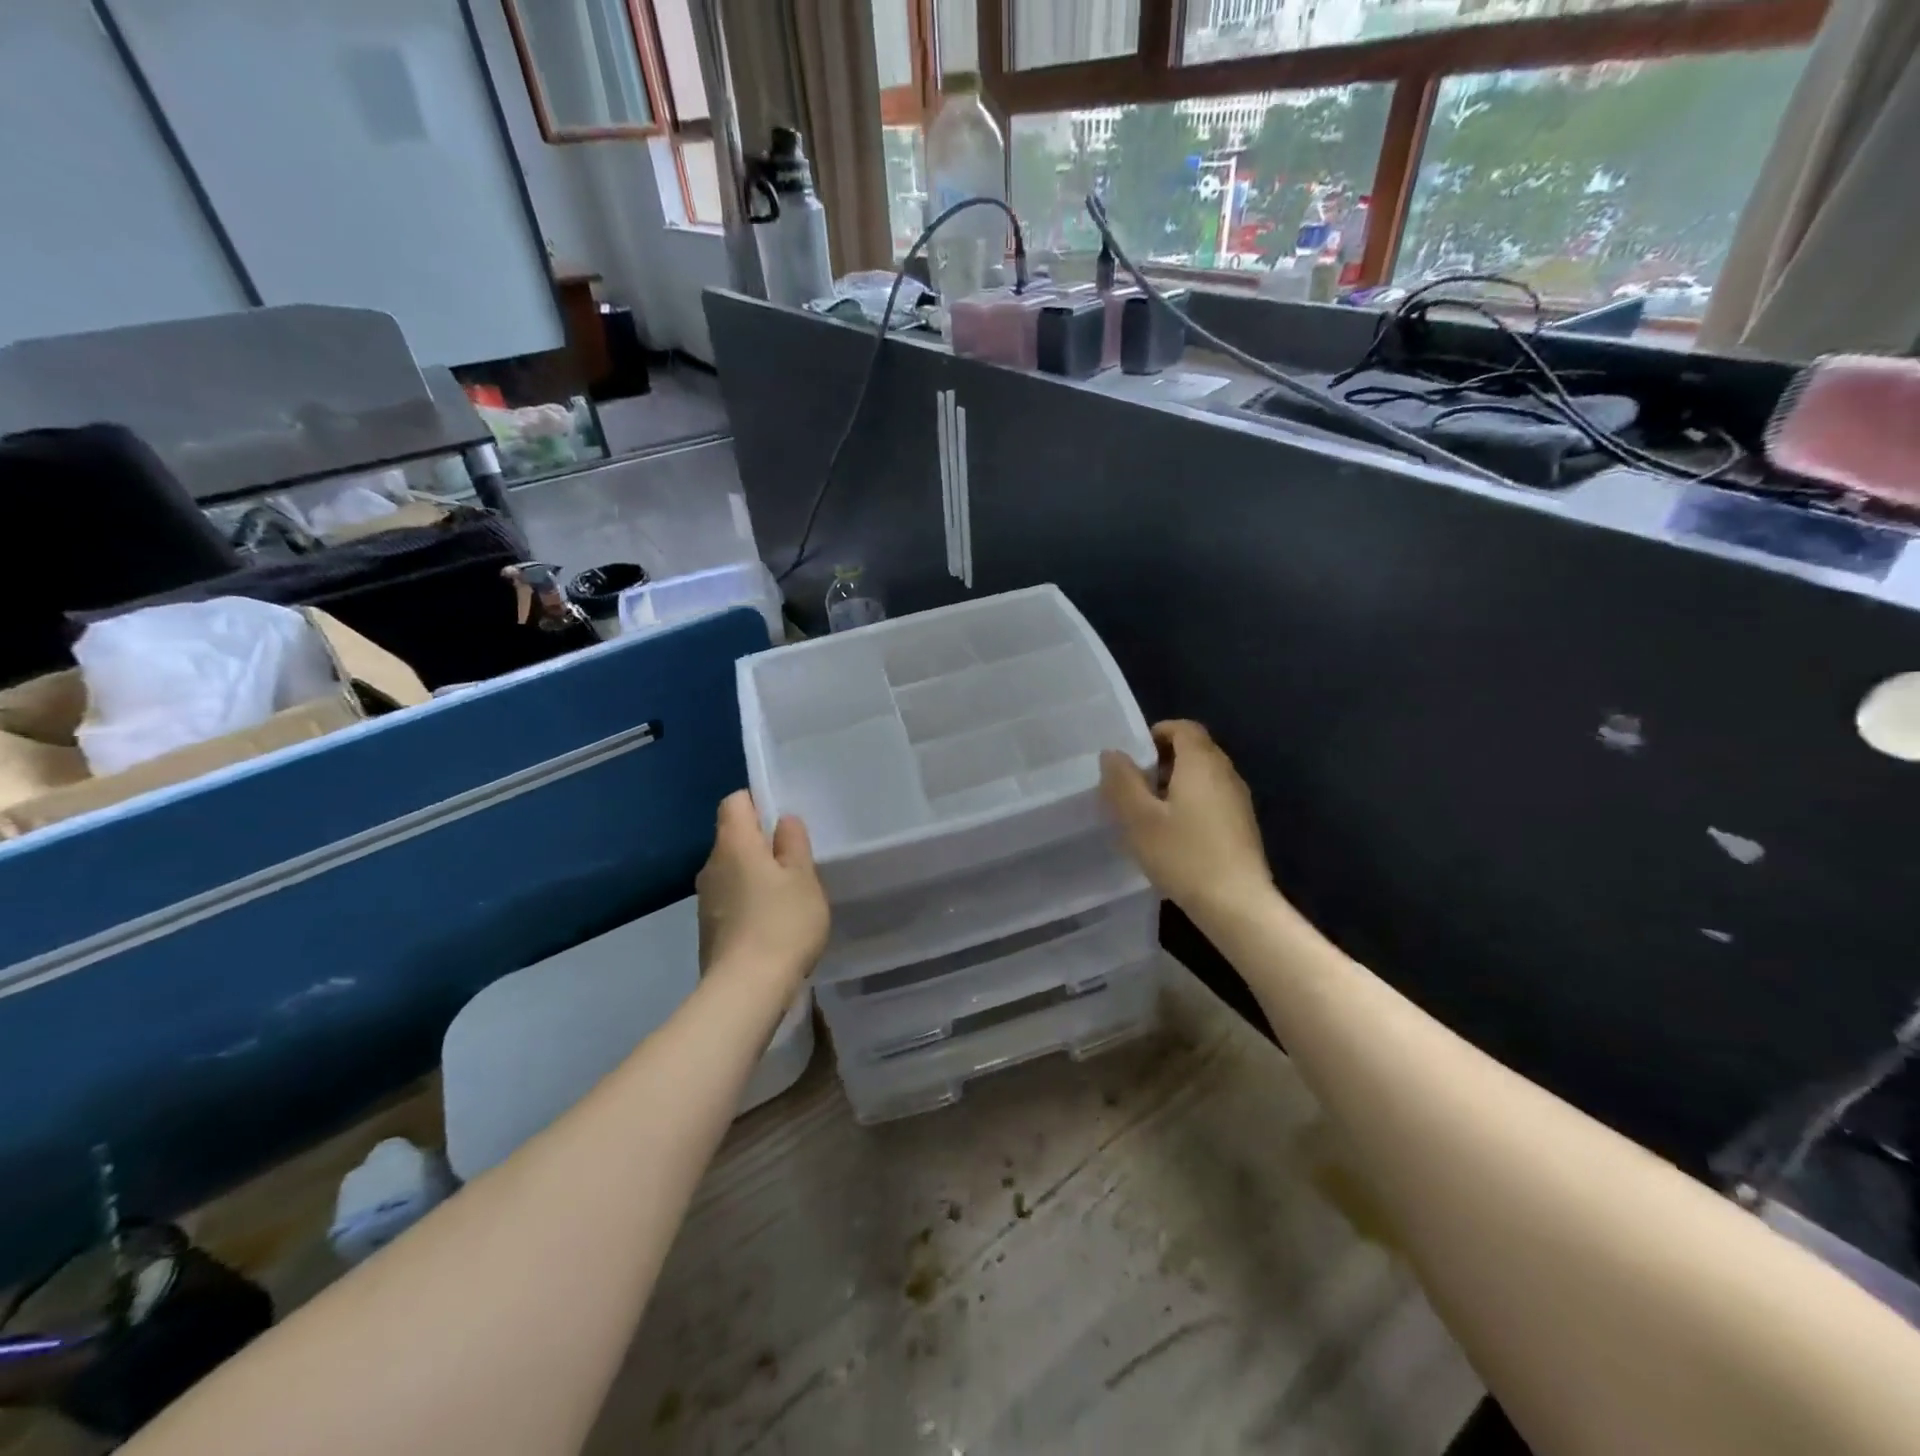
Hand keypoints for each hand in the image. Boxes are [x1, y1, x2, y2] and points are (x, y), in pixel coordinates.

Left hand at [695, 791, 829, 991]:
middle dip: (762, 842)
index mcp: (733, 843)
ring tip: (789, 894)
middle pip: (734, 837)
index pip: (735, 802)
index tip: (785, 822)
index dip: (758, 802)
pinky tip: (773, 922)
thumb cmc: (782, 923)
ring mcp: (705, 899)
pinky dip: (749, 902)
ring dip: (757, 875)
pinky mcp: (709, 928)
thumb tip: (783, 822)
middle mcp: (711, 865)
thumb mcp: (803, 877)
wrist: (746, 990)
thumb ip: (794, 843)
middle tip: (797, 860)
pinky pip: (731, 899)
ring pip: (733, 870)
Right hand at [1100, 721, 1272, 919]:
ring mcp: (1238, 800)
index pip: (1183, 728)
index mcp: (1201, 762)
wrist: (1238, 904)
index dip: (1156, 734)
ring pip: (1203, 776)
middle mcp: (1225, 773)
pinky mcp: (1242, 825)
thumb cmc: (1184, 855)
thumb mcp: (1139, 818)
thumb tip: (1113, 753)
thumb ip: (1122, 781)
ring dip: (1175, 784)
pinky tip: (1173, 835)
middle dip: (1162, 760)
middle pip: (1194, 750)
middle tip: (1134, 786)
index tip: (1133, 757)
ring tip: (1148, 813)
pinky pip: (1212, 799)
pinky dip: (1190, 803)